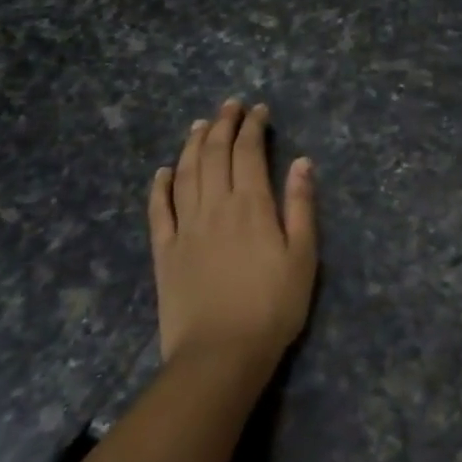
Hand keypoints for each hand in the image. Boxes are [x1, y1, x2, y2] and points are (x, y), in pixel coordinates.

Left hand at [149, 100, 317, 372]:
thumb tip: (301, 161)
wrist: (220, 355)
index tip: (259, 110)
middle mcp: (214, 206)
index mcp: (251, 205)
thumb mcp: (303, 256)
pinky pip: (158, 210)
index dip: (253, 126)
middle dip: (223, 125)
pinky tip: (163, 170)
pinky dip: (160, 185)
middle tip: (230, 105)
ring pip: (186, 173)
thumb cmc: (272, 307)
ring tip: (200, 124)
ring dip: (193, 144)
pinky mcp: (164, 252)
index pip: (248, 152)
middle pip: (215, 154)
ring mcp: (185, 228)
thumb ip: (301, 206)